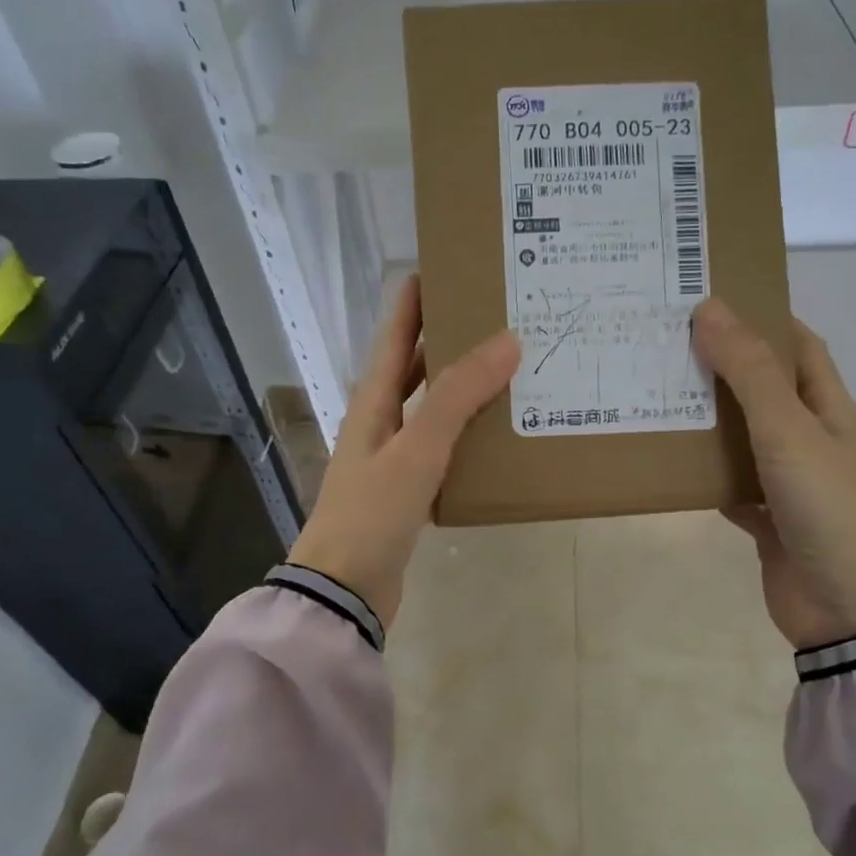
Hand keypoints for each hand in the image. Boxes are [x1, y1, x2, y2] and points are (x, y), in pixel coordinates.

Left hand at [288, 275, 519, 629]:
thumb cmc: (372, 513)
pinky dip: (469, 434)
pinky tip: (500, 434)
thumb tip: (507, 340)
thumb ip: (458, 396)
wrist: (344, 590)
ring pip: (433, 409)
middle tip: (497, 315)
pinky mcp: (409, 491)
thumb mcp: (417, 449)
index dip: (415, 300)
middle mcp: (380, 422)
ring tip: (511, 367)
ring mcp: (393, 458)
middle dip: (449, 338)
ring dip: (464, 387)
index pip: (395, 336)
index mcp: (372, 402)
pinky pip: (443, 448)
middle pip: (415, 367)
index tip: (446, 265)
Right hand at [691, 297, 855, 647]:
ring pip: (741, 439)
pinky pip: (730, 487)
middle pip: (763, 390)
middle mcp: (810, 440)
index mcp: (828, 409)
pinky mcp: (768, 522)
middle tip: (664, 345)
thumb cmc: (831, 509)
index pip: (798, 347)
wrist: (854, 611)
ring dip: (706, 421)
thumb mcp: (789, 431)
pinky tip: (668, 465)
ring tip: (654, 395)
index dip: (763, 318)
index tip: (711, 299)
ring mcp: (789, 483)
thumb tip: (710, 308)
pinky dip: (703, 477)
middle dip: (721, 366)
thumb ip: (749, 373)